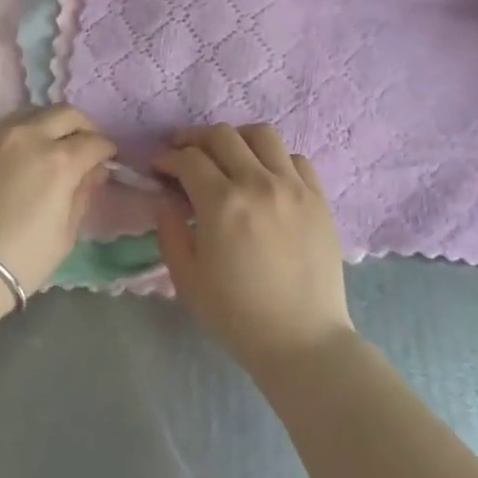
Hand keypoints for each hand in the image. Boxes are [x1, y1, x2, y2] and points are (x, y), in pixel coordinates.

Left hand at [0, 107, 115, 293]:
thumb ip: (83, 194)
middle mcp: (27, 136)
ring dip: (46, 126)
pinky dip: (14, 138)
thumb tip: (93, 171)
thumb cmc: (20, 260)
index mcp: (59, 160)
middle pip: (64, 113)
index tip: (106, 160)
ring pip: (30, 114)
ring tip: (45, 148)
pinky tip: (10, 160)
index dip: (106, 150)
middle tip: (82, 145)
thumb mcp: (65, 234)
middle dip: (81, 127)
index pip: (94, 141)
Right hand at [151, 124, 354, 374]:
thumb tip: (165, 199)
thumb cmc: (238, 317)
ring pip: (262, 134)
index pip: (188, 159)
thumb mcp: (187, 279)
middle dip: (194, 139)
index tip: (158, 168)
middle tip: (183, 153)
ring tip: (227, 156)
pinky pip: (295, 158)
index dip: (167, 158)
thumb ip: (170, 231)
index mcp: (223, 204)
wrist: (303, 342)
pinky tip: (265, 176)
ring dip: (236, 139)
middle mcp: (258, 183)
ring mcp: (293, 187)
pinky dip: (274, 158)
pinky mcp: (318, 198)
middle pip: (222, 135)